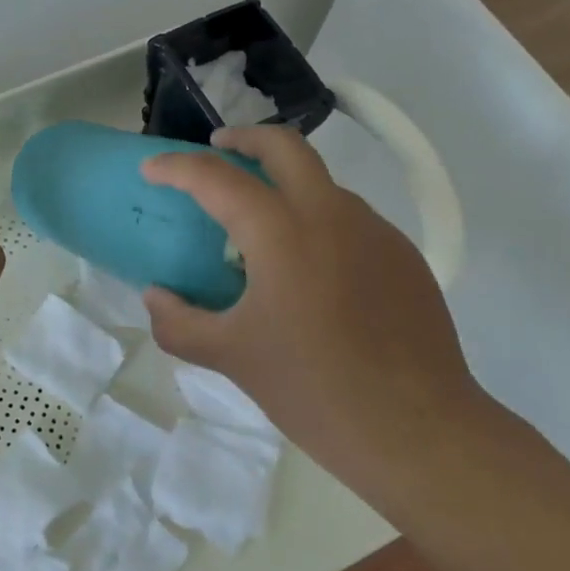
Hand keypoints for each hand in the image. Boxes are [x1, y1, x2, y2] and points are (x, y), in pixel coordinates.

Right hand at [139, 125, 471, 446]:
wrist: (418, 431)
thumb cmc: (313, 390)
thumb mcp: (231, 357)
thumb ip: (178, 323)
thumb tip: (155, 296)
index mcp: (281, 232)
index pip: (216, 178)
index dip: (176, 167)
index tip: (151, 169)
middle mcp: (330, 214)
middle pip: (285, 146)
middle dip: (244, 138)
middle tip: (217, 151)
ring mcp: (374, 231)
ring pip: (321, 182)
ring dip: (284, 184)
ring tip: (260, 229)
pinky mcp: (403, 256)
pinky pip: (350, 220)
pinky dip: (317, 222)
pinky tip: (309, 272)